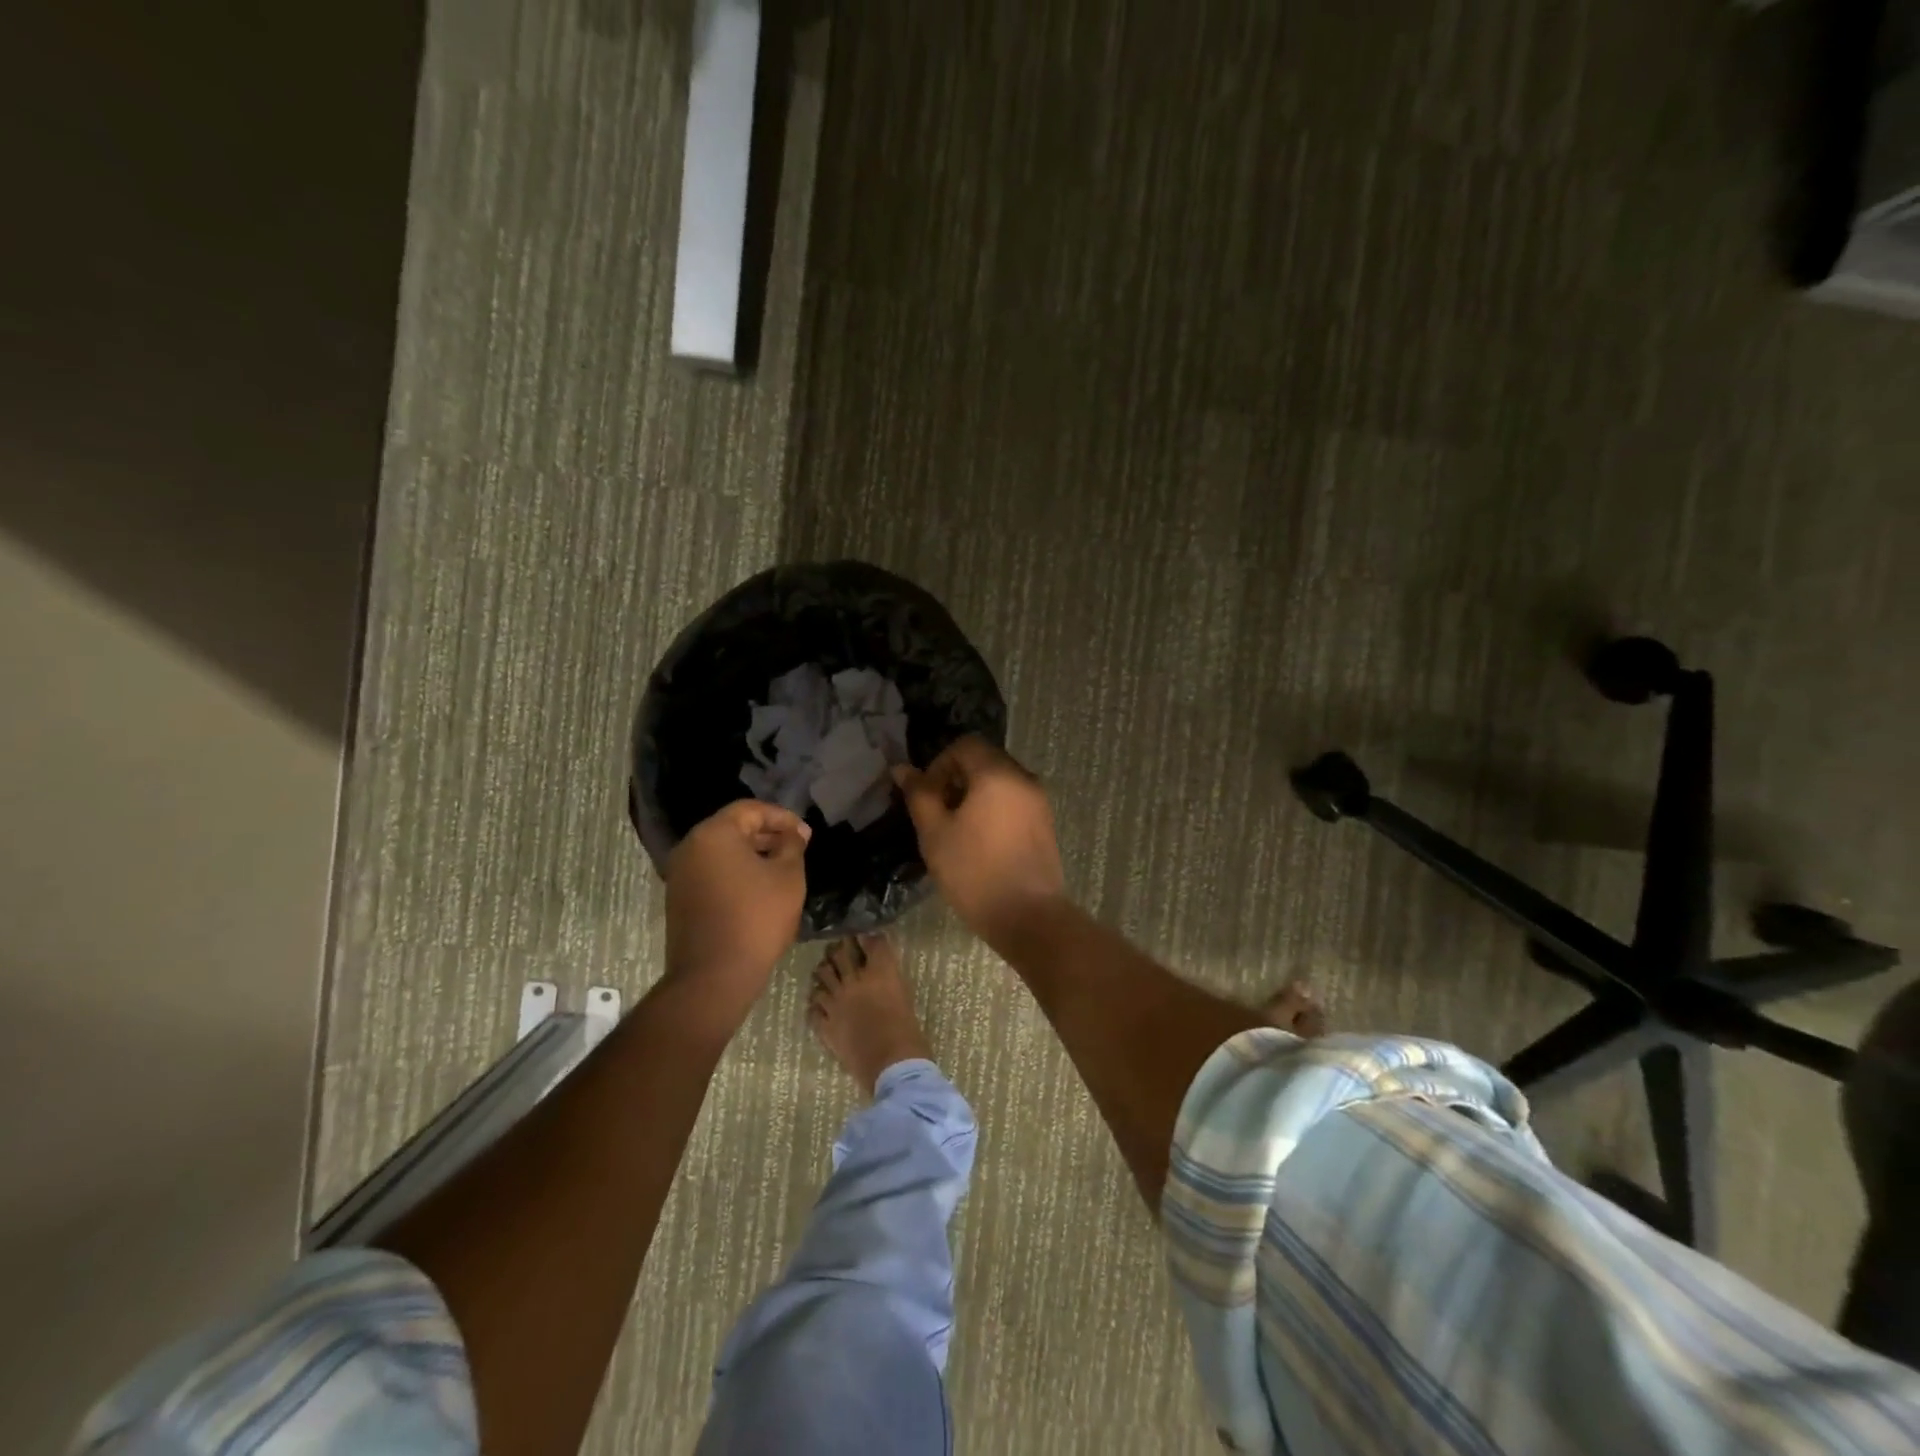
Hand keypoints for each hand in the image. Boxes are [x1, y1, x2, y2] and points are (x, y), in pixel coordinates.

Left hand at [664, 800, 810, 1015]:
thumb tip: (793, 833)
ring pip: (722, 851)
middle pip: (733, 828)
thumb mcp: (788, 876)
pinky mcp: (680, 898)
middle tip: (797, 848)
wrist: (714, 975)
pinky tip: (759, 889)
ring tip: (782, 868)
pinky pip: (712, 872)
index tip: (806, 835)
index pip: (750, 809)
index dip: (782, 817)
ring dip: (752, 854)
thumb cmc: (757, 918)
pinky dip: (736, 872)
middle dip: (767, 834)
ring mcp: (680, 874)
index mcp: (714, 834)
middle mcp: (690, 847)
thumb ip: (792, 845)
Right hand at [893, 737, 1065, 945]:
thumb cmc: (975, 873)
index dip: (939, 764)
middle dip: (956, 779)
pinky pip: (1014, 800)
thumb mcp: (935, 834)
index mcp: (997, 774)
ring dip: (974, 795)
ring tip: (957, 831)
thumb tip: (902, 769)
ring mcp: (1039, 801)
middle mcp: (1024, 778)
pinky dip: (994, 808)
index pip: (964, 745)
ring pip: (1000, 781)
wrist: (1028, 916)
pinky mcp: (1046, 822)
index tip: (927, 797)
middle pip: (984, 760)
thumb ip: (919, 795)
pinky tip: (981, 842)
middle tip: (938, 814)